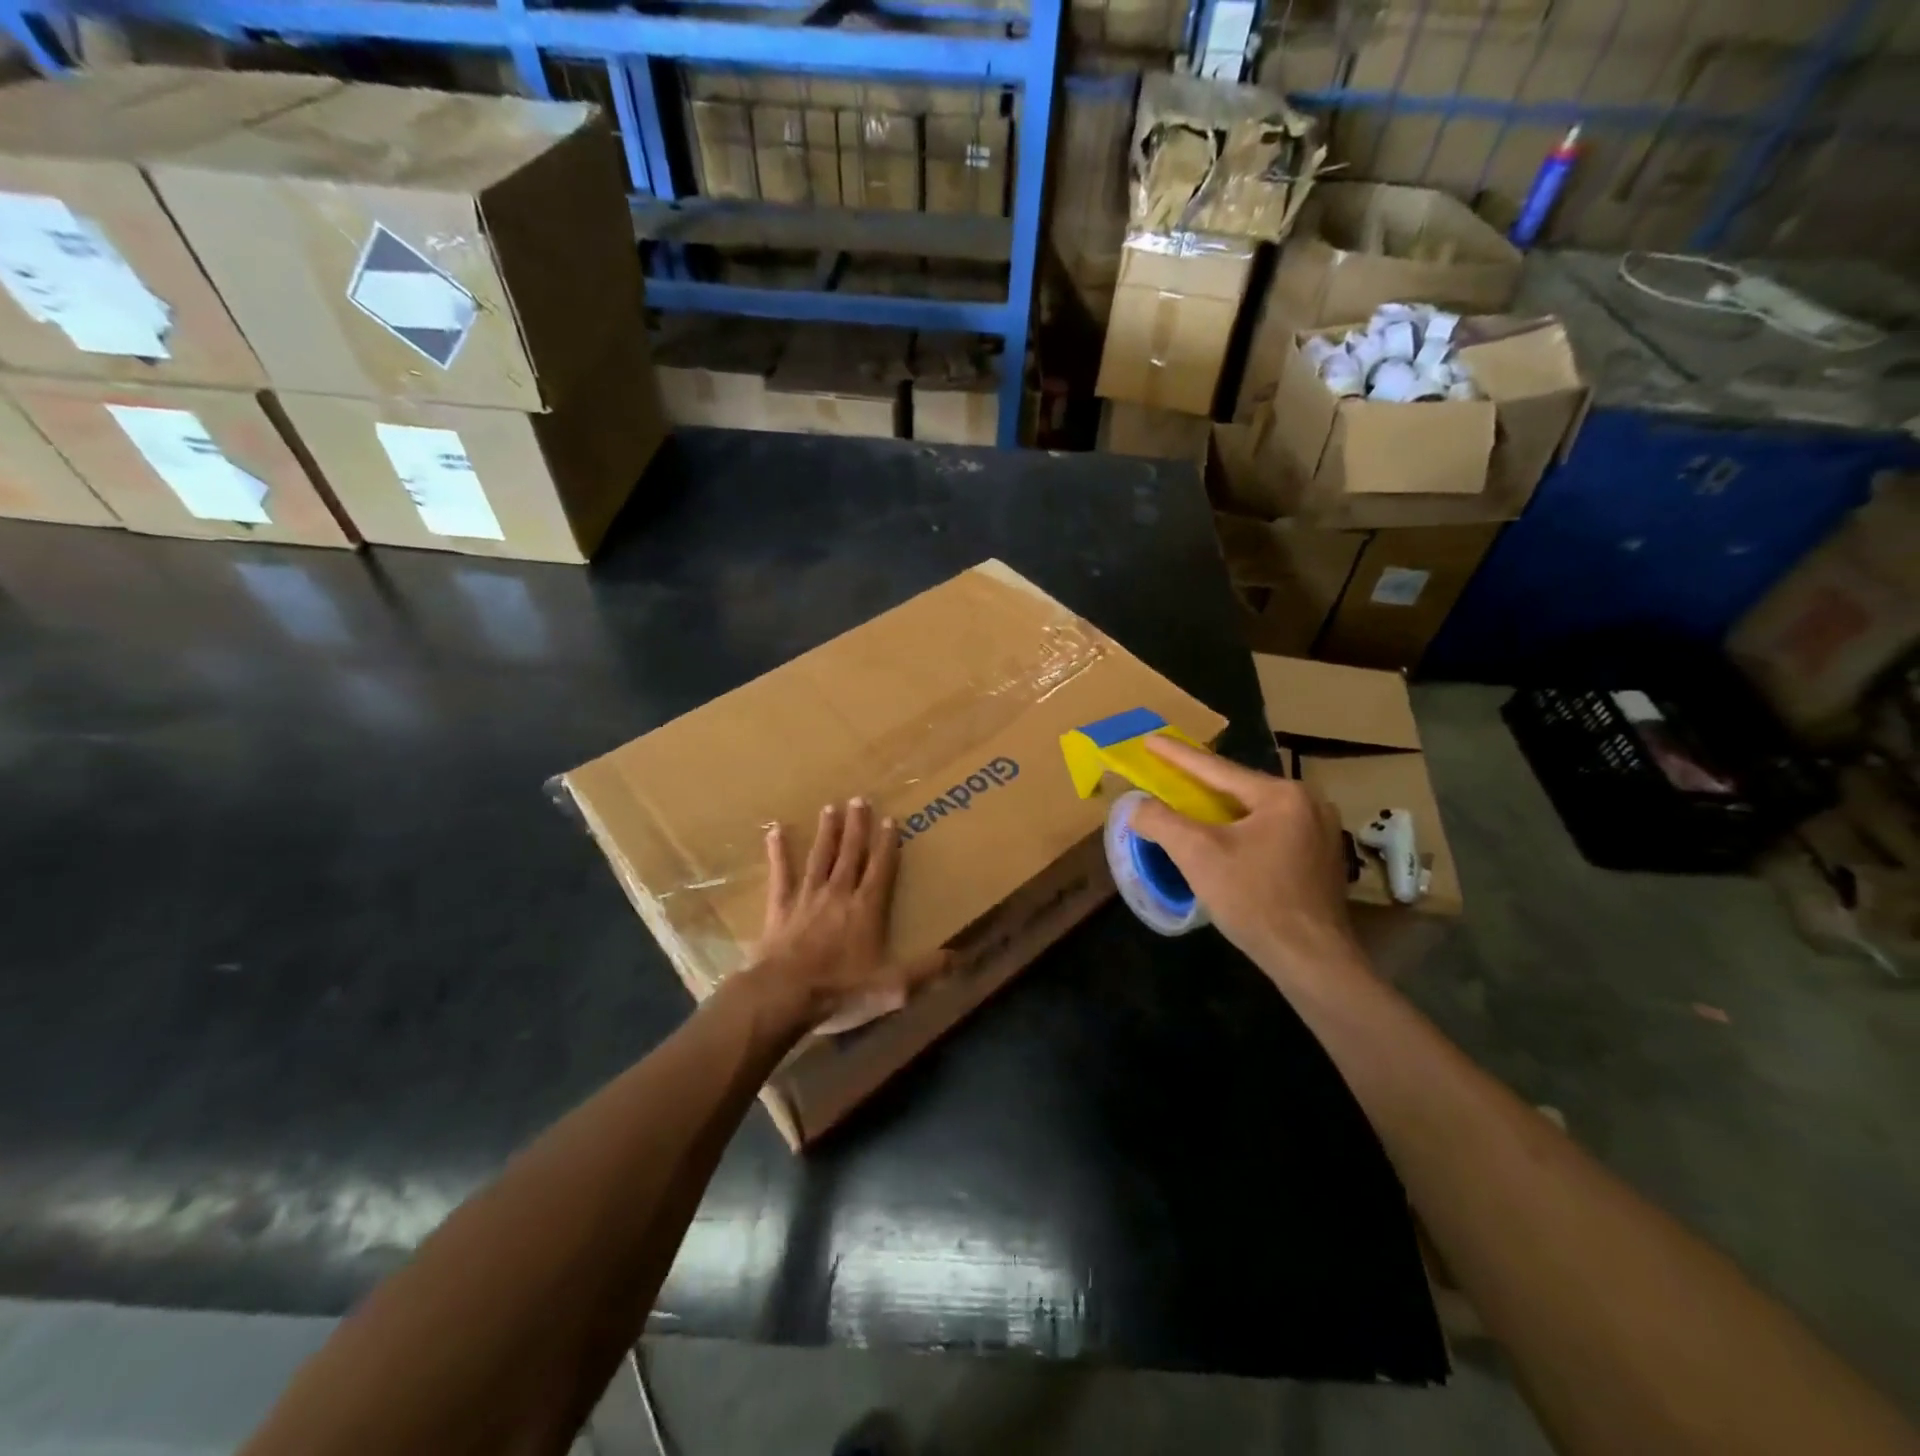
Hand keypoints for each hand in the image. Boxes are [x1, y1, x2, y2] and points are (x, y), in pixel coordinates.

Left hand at [748, 798, 949, 1034]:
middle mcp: (838, 894)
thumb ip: (924, 971)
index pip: (881, 869)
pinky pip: (780, 874)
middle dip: (857, 826)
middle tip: (859, 799)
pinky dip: (778, 852)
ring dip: (827, 832)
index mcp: (866, 909)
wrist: (783, 996)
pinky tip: (775, 830)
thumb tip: (957, 957)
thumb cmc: (840, 990)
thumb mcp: (891, 988)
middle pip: (850, 854)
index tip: (890, 819)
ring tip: (830, 808)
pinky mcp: (779, 908)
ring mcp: (806, 898)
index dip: (887, 844)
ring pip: (820, 857)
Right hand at [1130, 736, 1370, 996]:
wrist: (1311, 958)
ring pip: (1255, 811)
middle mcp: (1308, 802)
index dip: (1176, 755)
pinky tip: (1225, 841)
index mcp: (1281, 794)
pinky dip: (1241, 830)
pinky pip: (1270, 831)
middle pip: (1238, 788)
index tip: (1149, 739)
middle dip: (1200, 784)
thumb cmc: (1254, 899)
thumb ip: (1160, 821)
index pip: (1216, 769)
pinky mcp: (1322, 858)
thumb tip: (1136, 805)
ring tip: (1190, 807)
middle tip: (1168, 775)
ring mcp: (1321, 831)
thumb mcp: (1197, 854)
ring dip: (1220, 810)